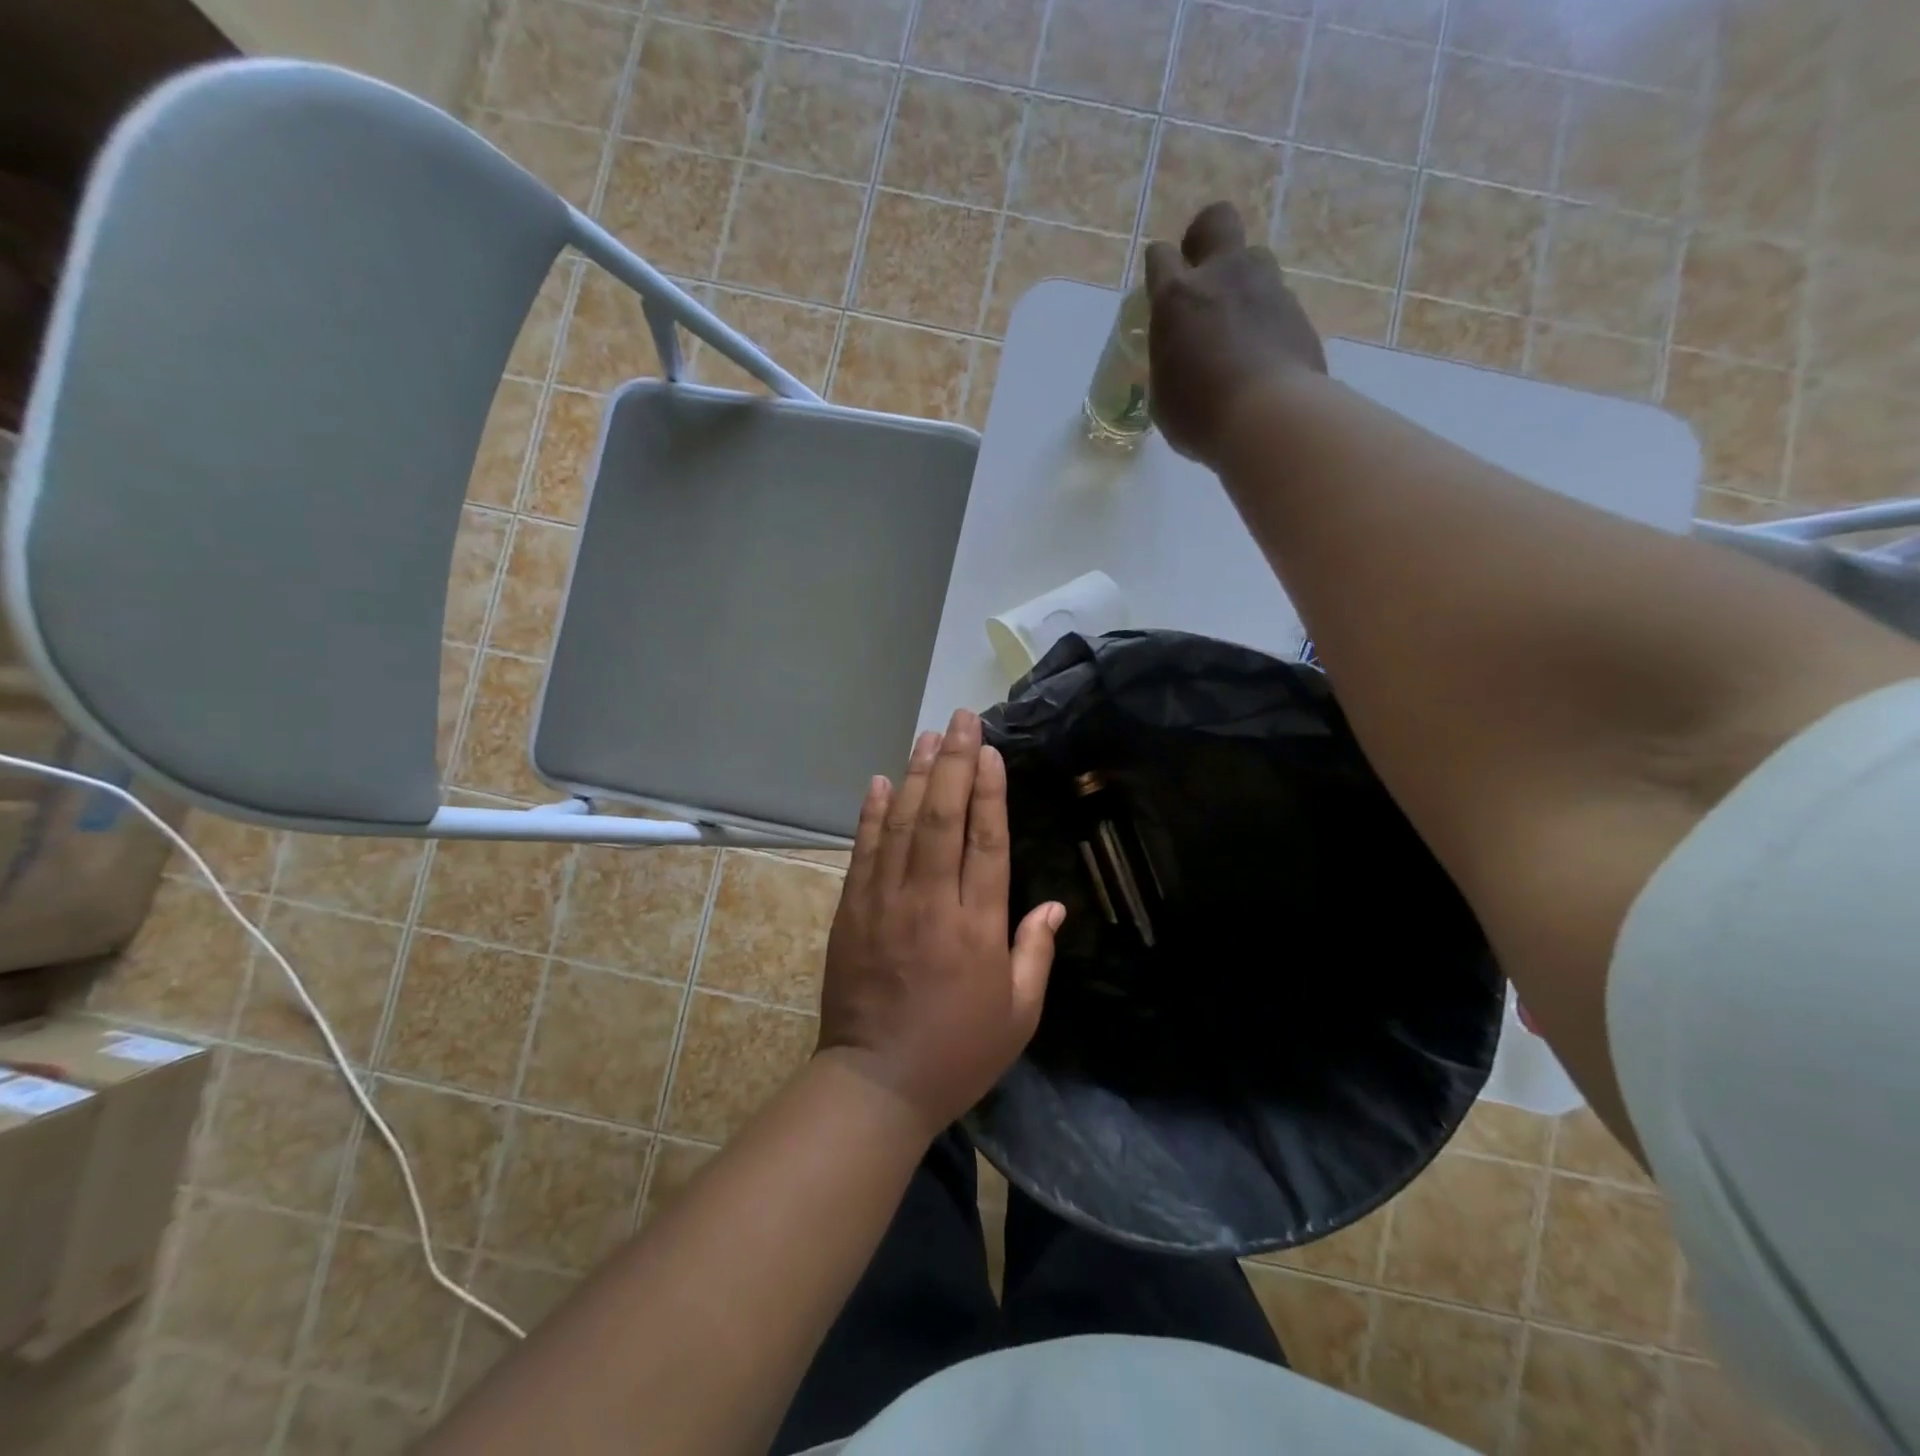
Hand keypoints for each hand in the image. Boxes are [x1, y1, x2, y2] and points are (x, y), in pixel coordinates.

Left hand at [817, 709, 1064, 1135]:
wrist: (875, 1083)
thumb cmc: (956, 1052)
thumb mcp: (1018, 1015)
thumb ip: (1035, 953)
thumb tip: (1053, 905)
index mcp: (977, 926)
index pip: (986, 841)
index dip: (989, 791)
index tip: (990, 751)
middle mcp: (930, 901)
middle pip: (942, 817)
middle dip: (953, 762)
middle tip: (960, 719)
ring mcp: (885, 902)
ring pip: (901, 824)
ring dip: (914, 775)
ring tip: (927, 736)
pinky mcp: (851, 911)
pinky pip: (864, 851)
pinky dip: (871, 813)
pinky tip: (879, 782)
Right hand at [1144, 201, 1326, 467]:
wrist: (1270, 419)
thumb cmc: (1199, 414)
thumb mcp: (1163, 395)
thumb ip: (1168, 362)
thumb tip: (1179, 358)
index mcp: (1177, 297)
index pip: (1159, 255)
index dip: (1158, 269)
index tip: (1159, 291)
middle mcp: (1223, 276)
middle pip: (1216, 221)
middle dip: (1205, 239)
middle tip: (1200, 275)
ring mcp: (1266, 288)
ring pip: (1254, 257)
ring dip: (1241, 282)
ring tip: (1236, 324)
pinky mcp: (1298, 311)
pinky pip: (1277, 301)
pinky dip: (1266, 319)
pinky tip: (1261, 354)